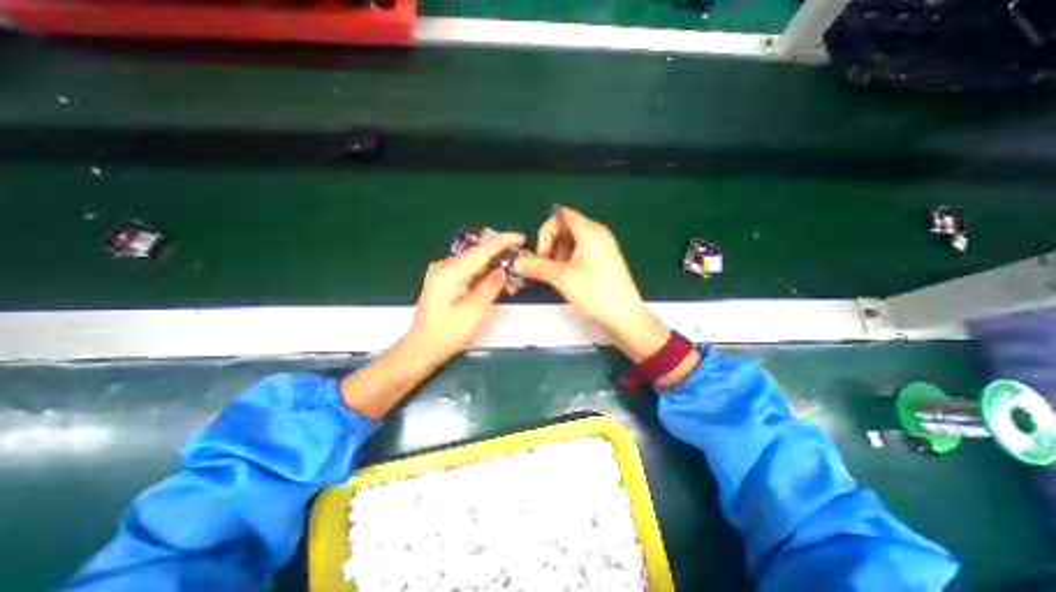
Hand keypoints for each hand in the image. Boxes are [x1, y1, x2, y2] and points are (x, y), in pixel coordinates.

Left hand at [406, 230, 524, 364]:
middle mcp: (444, 268)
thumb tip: (502, 270)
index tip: (521, 238)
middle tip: (520, 269)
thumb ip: (490, 287)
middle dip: (501, 259)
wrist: (421, 349)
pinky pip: (468, 273)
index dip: (503, 242)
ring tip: (512, 283)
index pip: (481, 250)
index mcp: (450, 272)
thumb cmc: (447, 334)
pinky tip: (496, 286)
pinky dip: (484, 277)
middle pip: (478, 256)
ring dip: (494, 270)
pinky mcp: (444, 283)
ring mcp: (442, 275)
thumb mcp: (474, 312)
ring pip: (475, 265)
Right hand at [516, 209, 670, 363]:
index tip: (541, 253)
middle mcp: (598, 233)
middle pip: (566, 227)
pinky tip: (566, 276)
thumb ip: (537, 267)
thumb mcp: (562, 278)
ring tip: (556, 274)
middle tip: (546, 266)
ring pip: (572, 241)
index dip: (546, 231)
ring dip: (558, 254)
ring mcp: (602, 246)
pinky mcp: (604, 259)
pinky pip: (581, 251)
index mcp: (590, 231)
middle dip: (551, 244)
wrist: (624, 316)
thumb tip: (517, 263)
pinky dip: (569, 259)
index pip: (561, 215)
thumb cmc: (595, 293)